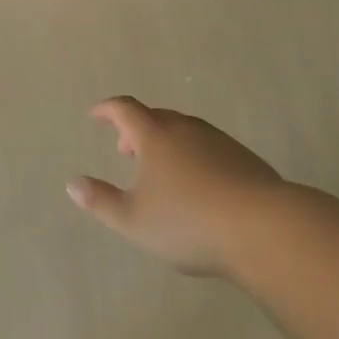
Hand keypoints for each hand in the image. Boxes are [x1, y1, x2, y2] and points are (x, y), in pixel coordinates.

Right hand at [67, 96, 283, 275]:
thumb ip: (101, 201)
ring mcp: (219, 142)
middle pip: (155, 117)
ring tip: (162, 171)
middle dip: (136, 129)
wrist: (266, 229)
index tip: (95, 116)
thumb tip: (72, 184)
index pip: (124, 109)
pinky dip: (193, 156)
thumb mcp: (134, 220)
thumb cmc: (189, 222)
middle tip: (126, 151)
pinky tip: (200, 186)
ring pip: (184, 131)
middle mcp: (186, 129)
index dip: (107, 110)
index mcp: (155, 136)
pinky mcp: (245, 160)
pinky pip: (209, 147)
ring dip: (166, 142)